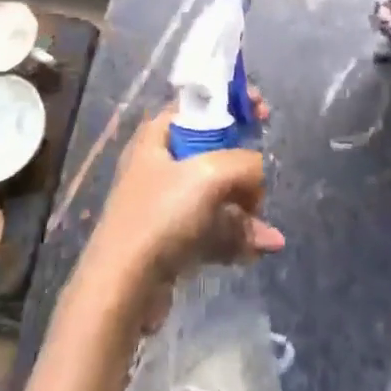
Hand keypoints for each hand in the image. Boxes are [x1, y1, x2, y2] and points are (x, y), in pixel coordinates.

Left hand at [84, 92, 285, 330]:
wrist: (123, 287)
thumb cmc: (161, 214)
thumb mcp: (210, 174)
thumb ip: (245, 164)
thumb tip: (258, 178)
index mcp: (158, 136)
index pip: (199, 104)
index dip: (232, 102)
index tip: (261, 111)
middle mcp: (160, 164)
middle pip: (213, 150)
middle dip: (245, 167)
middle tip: (263, 178)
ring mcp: (165, 204)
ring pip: (217, 195)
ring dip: (246, 210)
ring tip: (266, 233)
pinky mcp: (172, 239)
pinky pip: (212, 229)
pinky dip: (235, 237)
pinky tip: (258, 250)